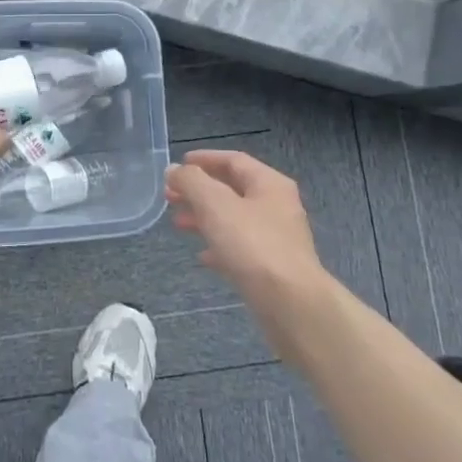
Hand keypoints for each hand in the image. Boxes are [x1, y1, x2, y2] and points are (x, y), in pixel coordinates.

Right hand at [167, 150, 333, 346]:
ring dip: (205, 217)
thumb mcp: (215, 204)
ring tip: (178, 224)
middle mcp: (277, 206)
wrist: (291, 303)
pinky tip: (202, 256)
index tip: (178, 165)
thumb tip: (174, 170)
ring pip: (234, 219)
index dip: (205, 159)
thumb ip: (191, 182)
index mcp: (269, 184)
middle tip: (170, 196)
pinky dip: (219, 245)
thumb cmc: (252, 245)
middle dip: (199, 191)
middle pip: (233, 189)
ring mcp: (277, 238)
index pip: (234, 160)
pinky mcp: (272, 266)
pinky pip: (240, 247)